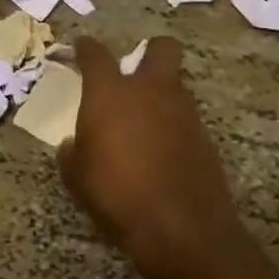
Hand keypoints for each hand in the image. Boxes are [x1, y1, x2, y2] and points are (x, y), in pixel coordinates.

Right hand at [60, 36, 261, 278]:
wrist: (183, 230)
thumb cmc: (117, 194)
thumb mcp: (77, 177)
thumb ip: (72, 152)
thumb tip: (72, 144)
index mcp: (110, 92)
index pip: (95, 54)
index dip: (86, 48)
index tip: (81, 47)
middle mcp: (150, 91)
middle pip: (161, 49)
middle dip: (151, 52)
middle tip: (135, 70)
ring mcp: (183, 113)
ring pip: (176, 84)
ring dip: (162, 93)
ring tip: (145, 119)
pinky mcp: (205, 139)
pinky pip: (186, 119)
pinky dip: (174, 126)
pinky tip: (161, 150)